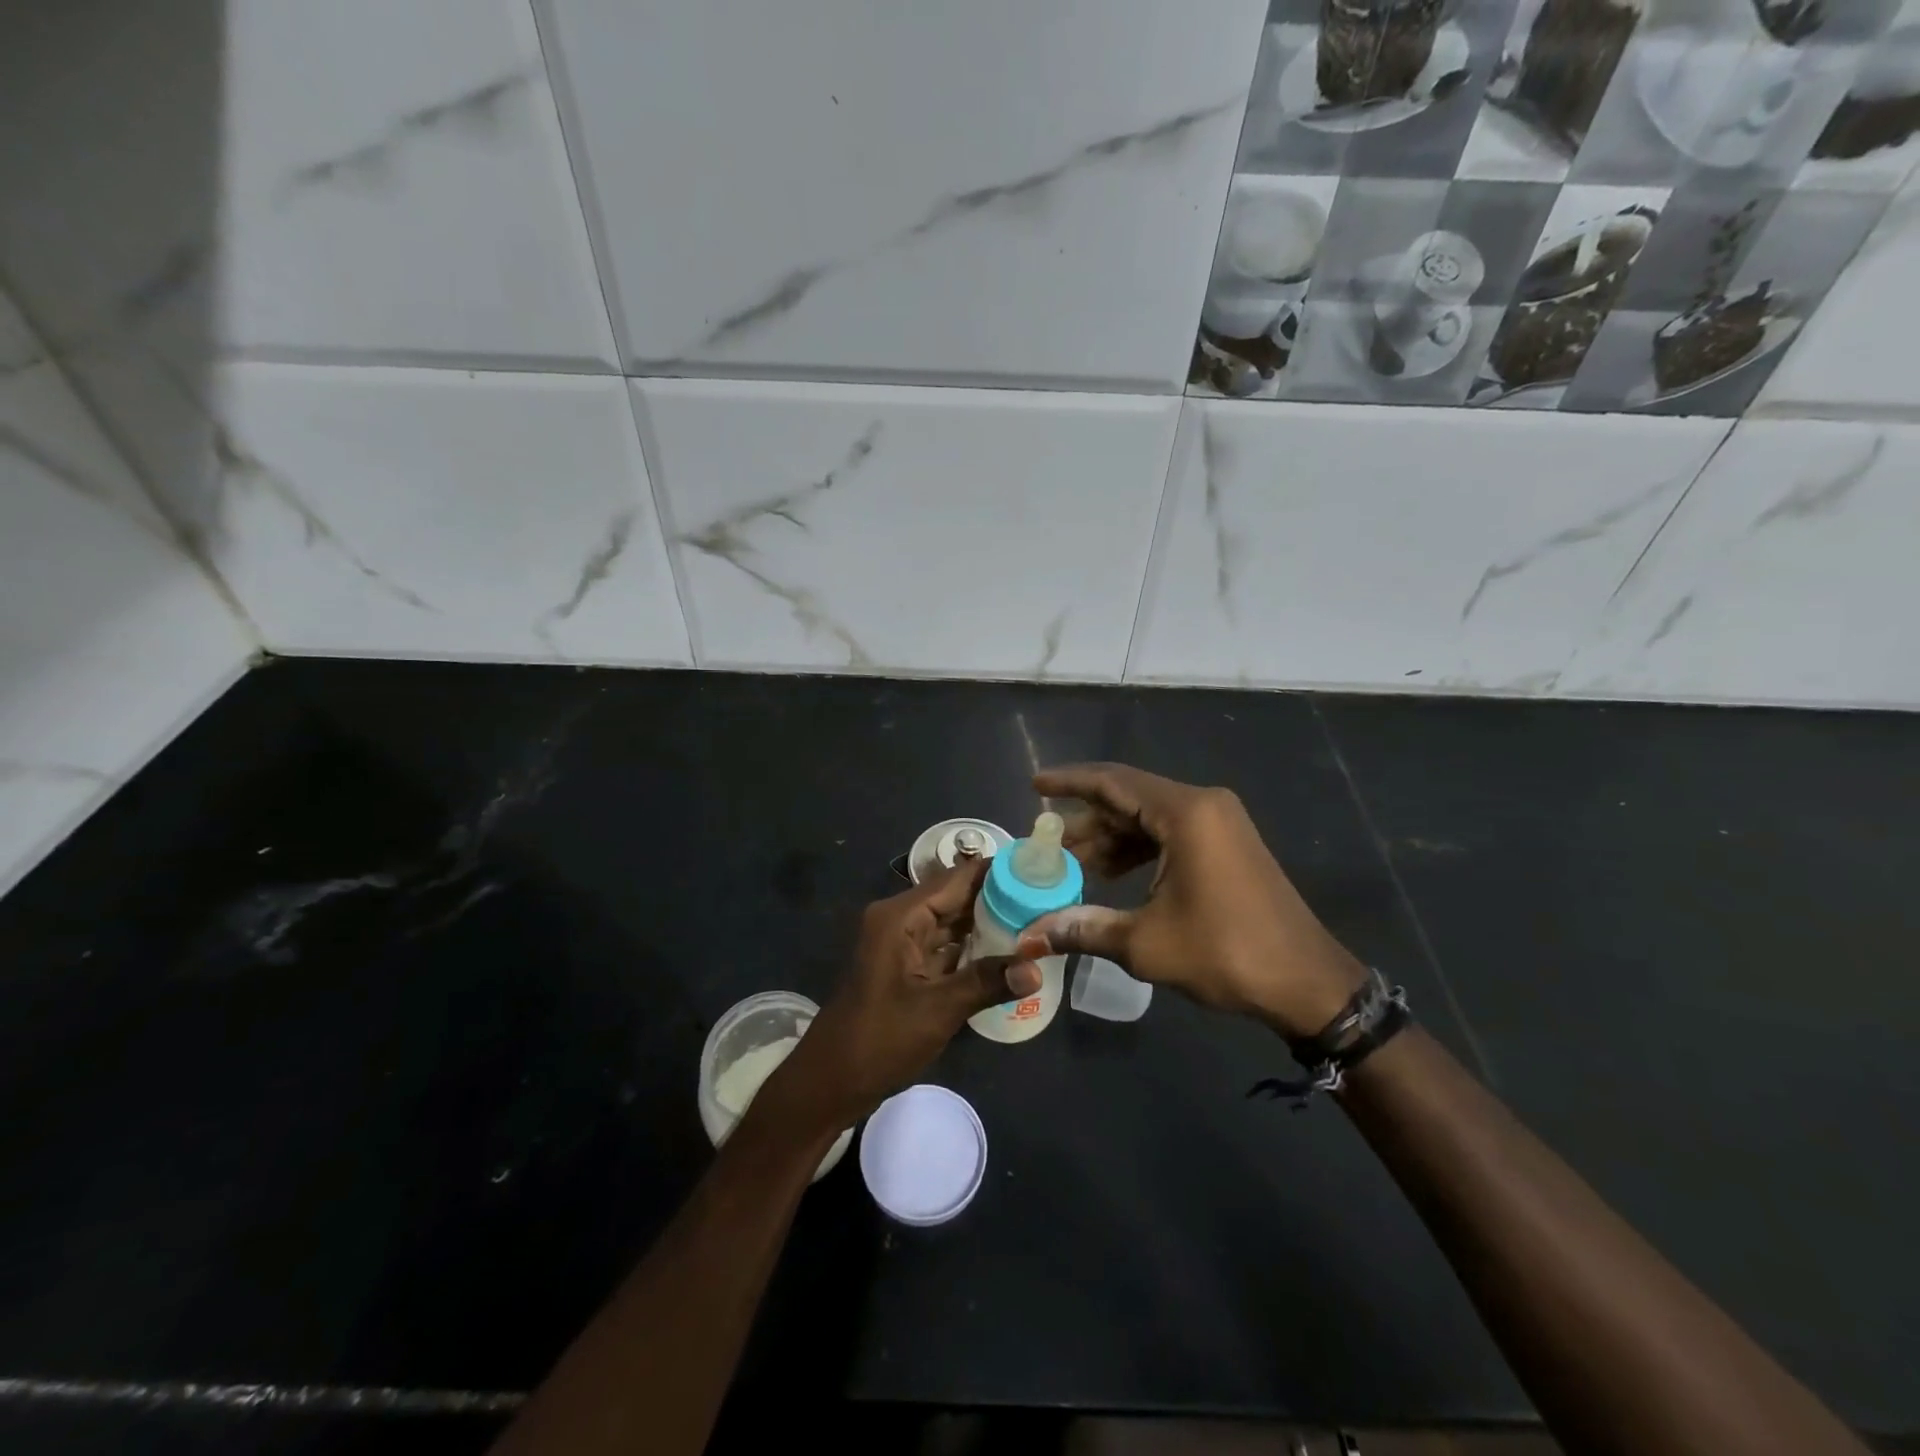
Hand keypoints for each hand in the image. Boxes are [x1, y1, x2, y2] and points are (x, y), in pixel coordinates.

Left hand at [751, 860, 1041, 1141]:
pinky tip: (1009, 953)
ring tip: (1039, 921)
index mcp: (901, 916)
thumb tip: (1037, 968)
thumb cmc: (878, 1040)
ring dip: (990, 924)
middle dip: (1000, 899)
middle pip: (957, 897)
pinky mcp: (906, 965)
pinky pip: (945, 946)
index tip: (1041, 870)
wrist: (830, 1082)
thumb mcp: (938, 1011)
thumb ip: (987, 983)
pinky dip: (973, 948)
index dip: (998, 872)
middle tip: (1049, 899)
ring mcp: (902, 942)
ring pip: (953, 922)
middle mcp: (900, 919)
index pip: (957, 878)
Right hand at [1017, 762, 1365, 1039]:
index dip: (1069, 782)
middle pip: (1129, 798)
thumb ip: (1083, 928)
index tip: (1034, 786)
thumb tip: (1028, 938)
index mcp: (1185, 813)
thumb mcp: (1146, 943)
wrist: (1308, 984)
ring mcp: (1220, 823)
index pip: (1113, 781)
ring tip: (1075, 866)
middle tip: (1048, 845)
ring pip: (1149, 817)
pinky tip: (1114, 875)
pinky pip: (1170, 833)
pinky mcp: (1228, 845)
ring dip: (1111, 839)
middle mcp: (1203, 805)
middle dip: (1087, 821)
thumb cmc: (1225, 953)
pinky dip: (1138, 849)